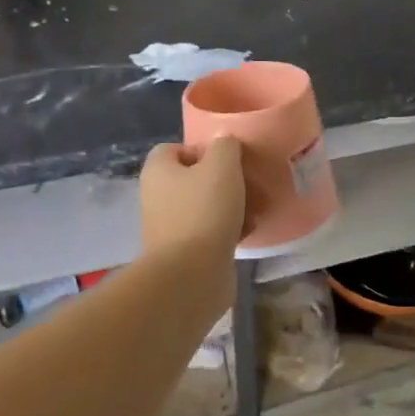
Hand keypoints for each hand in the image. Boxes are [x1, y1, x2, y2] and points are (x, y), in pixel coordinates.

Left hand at [140, 136, 245, 261]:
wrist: (191, 274)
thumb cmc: (204, 211)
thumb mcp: (222, 166)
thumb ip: (225, 146)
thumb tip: (224, 141)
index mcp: (158, 171)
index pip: (174, 148)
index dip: (202, 149)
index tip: (228, 158)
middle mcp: (158, 196)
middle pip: (194, 178)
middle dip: (224, 180)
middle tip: (249, 183)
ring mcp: (170, 226)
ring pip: (206, 205)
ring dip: (232, 205)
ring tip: (256, 209)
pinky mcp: (185, 251)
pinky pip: (210, 231)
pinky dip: (229, 229)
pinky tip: (249, 231)